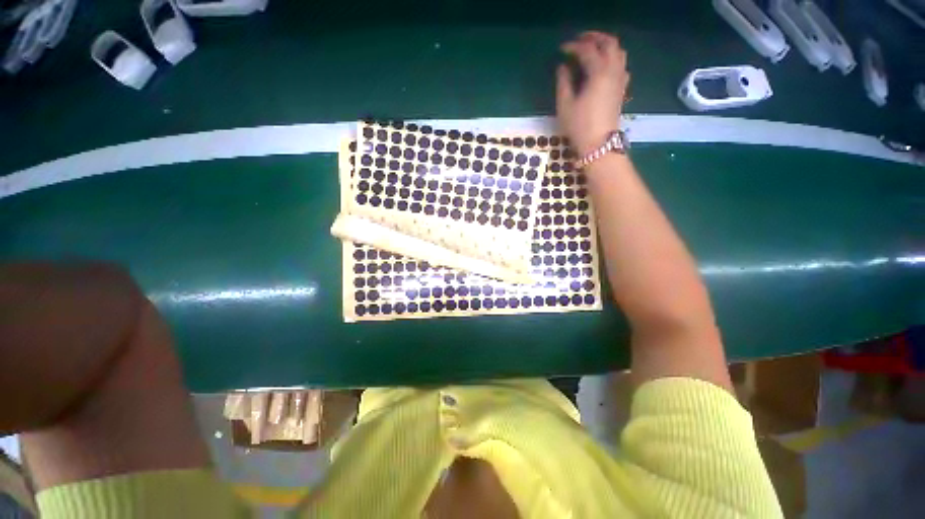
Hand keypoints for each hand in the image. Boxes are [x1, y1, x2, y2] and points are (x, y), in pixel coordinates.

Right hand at [556, 31, 629, 156]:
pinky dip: (613, 59)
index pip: (587, 50)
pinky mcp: (621, 89)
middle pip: (609, 43)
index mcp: (598, 72)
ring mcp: (620, 80)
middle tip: (579, 40)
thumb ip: (563, 83)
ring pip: (619, 52)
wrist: (599, 145)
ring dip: (606, 45)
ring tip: (592, 50)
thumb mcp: (565, 105)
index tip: (561, 50)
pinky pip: (622, 65)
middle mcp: (613, 71)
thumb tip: (562, 68)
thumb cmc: (579, 126)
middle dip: (594, 37)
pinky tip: (604, 67)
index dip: (573, 46)